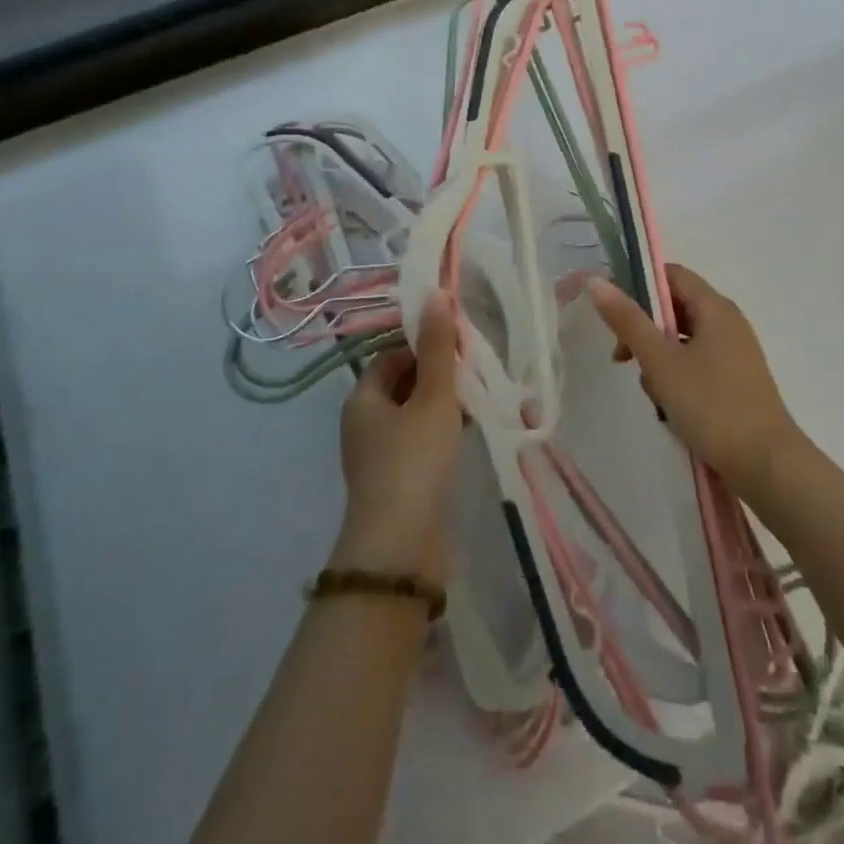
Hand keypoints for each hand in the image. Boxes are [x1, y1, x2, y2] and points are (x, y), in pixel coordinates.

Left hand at [332, 292, 464, 585]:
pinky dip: (443, 431)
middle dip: (437, 373)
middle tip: (474, 366)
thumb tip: (435, 293)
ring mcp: (379, 457)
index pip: (390, 355)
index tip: (457, 340)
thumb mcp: (432, 396)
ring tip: (480, 394)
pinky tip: (472, 430)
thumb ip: (437, 347)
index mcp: (362, 399)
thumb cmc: (413, 461)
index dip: (422, 343)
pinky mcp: (398, 483)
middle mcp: (364, 424)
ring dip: (444, 403)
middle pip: (403, 384)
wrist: (401, 549)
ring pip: (414, 415)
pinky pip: (421, 443)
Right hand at [587, 264, 805, 498]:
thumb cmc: (712, 405)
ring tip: (654, 393)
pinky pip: (697, 365)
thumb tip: (596, 280)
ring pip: (683, 341)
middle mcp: (729, 323)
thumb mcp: (661, 361)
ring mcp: (735, 354)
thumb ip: (628, 320)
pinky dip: (678, 378)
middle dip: (646, 331)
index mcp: (716, 308)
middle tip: (623, 358)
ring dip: (660, 361)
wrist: (766, 466)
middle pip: (676, 309)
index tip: (614, 314)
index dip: (639, 286)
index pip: (672, 275)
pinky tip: (671, 408)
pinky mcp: (736, 382)